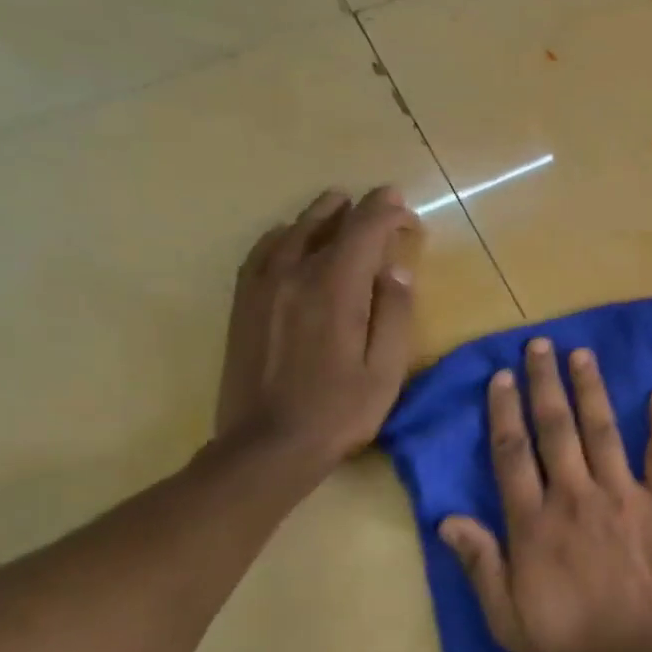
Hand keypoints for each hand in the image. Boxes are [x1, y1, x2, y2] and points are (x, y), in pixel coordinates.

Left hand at [215, 185, 418, 471]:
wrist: (267, 446)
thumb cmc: (338, 411)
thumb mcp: (385, 370)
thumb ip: (393, 314)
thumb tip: (396, 269)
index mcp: (334, 289)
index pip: (364, 231)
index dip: (388, 214)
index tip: (407, 214)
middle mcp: (294, 275)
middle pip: (327, 224)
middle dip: (359, 209)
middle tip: (383, 205)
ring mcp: (262, 287)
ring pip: (292, 232)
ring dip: (320, 215)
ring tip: (338, 205)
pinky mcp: (244, 304)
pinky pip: (262, 252)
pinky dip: (282, 234)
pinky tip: (290, 236)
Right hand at [441, 339, 651, 651]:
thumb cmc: (574, 647)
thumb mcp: (509, 620)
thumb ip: (480, 565)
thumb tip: (447, 518)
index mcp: (535, 523)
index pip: (512, 455)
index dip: (504, 413)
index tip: (501, 378)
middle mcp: (575, 496)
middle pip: (555, 429)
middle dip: (545, 384)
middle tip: (539, 345)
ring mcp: (623, 496)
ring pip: (602, 430)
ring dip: (590, 390)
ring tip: (582, 355)